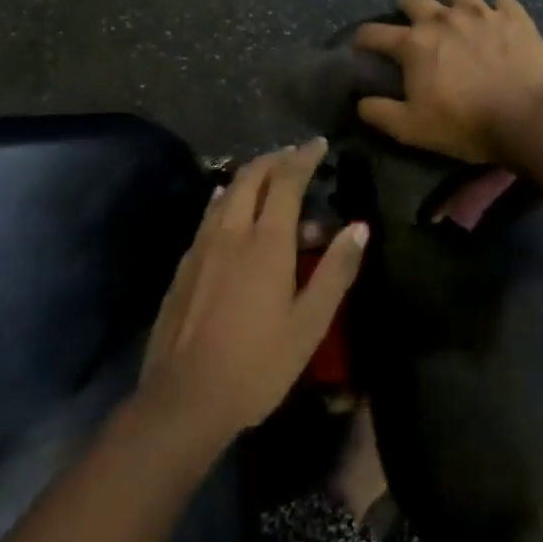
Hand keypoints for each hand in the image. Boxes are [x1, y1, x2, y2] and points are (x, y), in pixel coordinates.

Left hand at [139, 140, 367, 448]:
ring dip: (249, 176)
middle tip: (294, 155)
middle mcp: (230, 232)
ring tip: (268, 177)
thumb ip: (335, 271)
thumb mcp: (310, 323)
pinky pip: (209, 215)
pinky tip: (230, 211)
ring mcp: (201, 247)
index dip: (303, 157)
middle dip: (274, 159)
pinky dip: (227, 200)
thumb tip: (358, 227)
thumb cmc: (258, 364)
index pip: (285, 181)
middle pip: (250, 177)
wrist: (185, 397)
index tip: (318, 144)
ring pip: (225, 193)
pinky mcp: (184, 265)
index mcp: (266, 242)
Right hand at [353, 0, 542, 163]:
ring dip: (451, 3)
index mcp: (414, 44)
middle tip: (413, 27)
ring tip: (458, 19)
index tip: (361, 45)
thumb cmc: (465, 124)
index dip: (362, 38)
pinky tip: (498, 26)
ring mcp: (482, 13)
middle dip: (406, 9)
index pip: (374, 33)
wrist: (529, 119)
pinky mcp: (516, 16)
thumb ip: (380, 113)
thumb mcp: (412, 129)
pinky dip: (496, 12)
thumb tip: (361, 102)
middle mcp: (443, 18)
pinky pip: (502, 2)